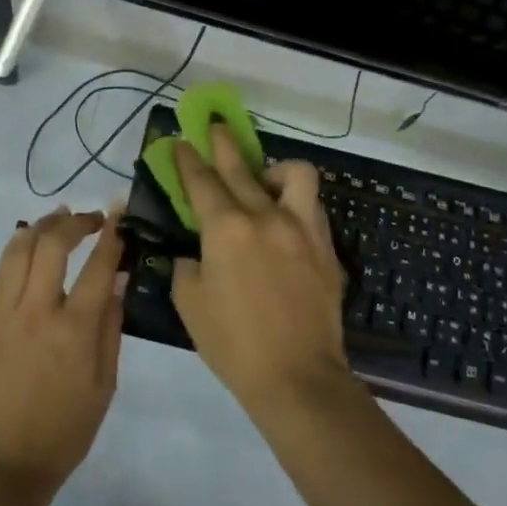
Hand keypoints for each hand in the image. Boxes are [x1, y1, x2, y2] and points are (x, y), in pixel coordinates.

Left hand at [0, 207, 125, 499]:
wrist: (2, 466)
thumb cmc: (64, 433)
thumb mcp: (104, 387)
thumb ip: (111, 330)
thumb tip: (117, 283)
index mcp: (75, 331)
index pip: (98, 267)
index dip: (111, 235)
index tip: (119, 214)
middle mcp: (38, 312)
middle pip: (53, 245)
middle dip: (74, 222)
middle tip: (90, 219)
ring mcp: (4, 314)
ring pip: (19, 249)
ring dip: (41, 226)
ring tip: (58, 218)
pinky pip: (1, 272)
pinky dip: (17, 248)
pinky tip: (29, 244)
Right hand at [170, 126, 350, 417]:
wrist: (297, 378)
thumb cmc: (233, 344)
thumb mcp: (190, 304)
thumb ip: (188, 267)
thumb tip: (196, 254)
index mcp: (226, 229)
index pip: (202, 181)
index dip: (188, 159)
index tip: (180, 142)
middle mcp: (265, 217)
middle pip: (241, 167)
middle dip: (223, 143)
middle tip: (215, 127)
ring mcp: (301, 229)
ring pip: (295, 174)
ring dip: (275, 169)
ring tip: (265, 180)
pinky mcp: (326, 247)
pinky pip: (312, 207)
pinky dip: (295, 203)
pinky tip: (285, 219)